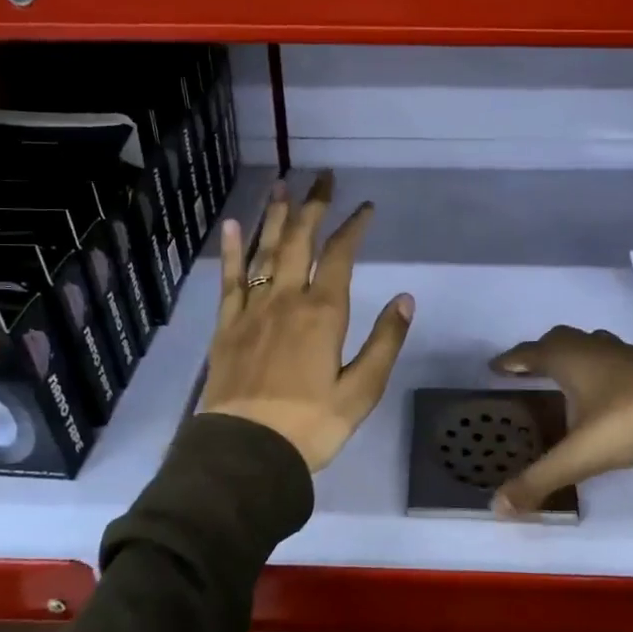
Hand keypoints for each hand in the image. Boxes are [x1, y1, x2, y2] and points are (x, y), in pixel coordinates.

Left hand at [201, 172, 413, 471]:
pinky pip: (230, 278)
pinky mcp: (227, 325)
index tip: (365, 208)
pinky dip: (232, 249)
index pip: (340, 256)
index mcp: (323, 313)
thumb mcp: (361, 391)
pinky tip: (232, 225)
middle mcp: (286, 299)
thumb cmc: (311, 425)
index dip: (354, 227)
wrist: (246, 452)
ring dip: (275, 216)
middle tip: (322, 178)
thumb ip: (384, 341)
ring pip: (265, 250)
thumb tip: (405, 298)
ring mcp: (252, 309)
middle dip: (313, 207)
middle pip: (300, 241)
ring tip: (282, 186)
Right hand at [487, 328, 632, 516]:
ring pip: (596, 345)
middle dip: (544, 351)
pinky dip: (613, 369)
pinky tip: (619, 387)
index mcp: (570, 360)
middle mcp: (597, 349)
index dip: (512, 360)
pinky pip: (625, 359)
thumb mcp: (580, 455)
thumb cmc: (629, 421)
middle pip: (562, 340)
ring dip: (580, 356)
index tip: (496, 366)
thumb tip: (497, 507)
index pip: (531, 353)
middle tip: (531, 368)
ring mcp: (631, 354)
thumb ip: (539, 480)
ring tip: (573, 376)